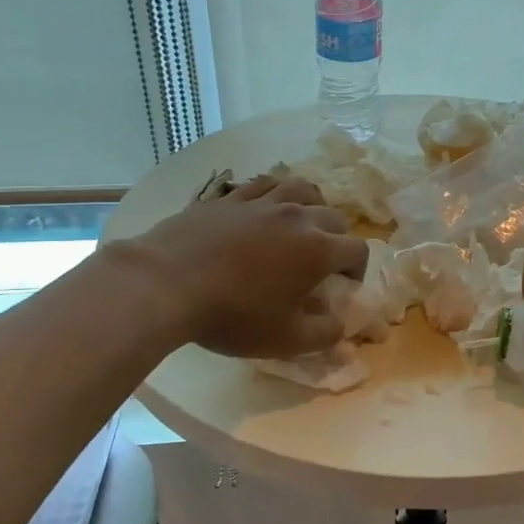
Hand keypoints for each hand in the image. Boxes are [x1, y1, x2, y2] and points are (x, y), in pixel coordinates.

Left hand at [126, 176, 369, 357]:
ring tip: (302, 224)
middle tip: (321, 263)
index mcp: (318, 249)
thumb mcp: (286, 340)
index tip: (342, 288)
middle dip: (338, 239)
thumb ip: (325, 334)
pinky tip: (266, 208)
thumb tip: (341, 324)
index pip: (357, 250)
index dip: (357, 270)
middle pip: (335, 217)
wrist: (166, 284)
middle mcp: (298, 217)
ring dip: (312, 206)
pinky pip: (265, 184)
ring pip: (303, 190)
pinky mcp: (230, 197)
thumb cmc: (232, 315)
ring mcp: (262, 202)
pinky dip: (275, 193)